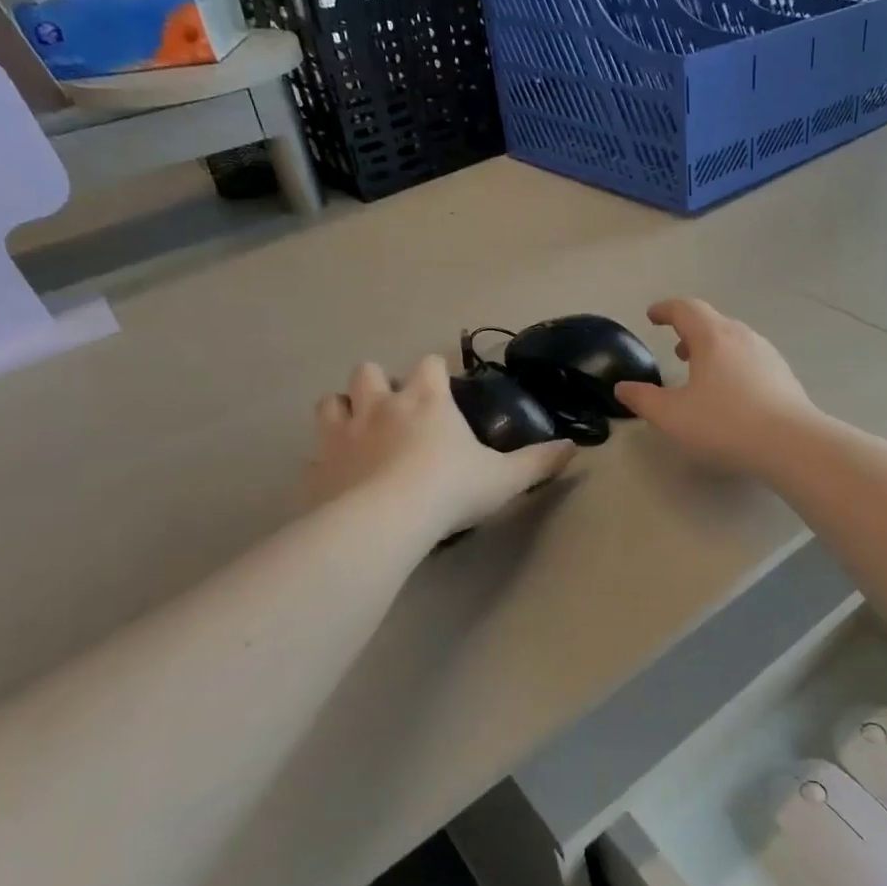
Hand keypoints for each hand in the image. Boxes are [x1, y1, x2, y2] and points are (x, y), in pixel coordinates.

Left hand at [303, 355, 573, 535]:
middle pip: (368, 371)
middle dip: (378, 383)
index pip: (429, 364)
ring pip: (330, 402)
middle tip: (393, 410)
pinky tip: (337, 478)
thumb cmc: (450, 489)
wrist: (385, 521)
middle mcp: (380, 405)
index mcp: (426, 400)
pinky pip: (313, 455)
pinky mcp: (317, 467)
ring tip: (357, 433)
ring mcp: (341, 434)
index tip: (443, 387)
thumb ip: (538, 461)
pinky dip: (325, 461)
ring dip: (343, 411)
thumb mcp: (504, 478)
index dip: (436, 371)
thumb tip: (573, 447)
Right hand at [614, 299, 818, 474]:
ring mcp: (768, 355)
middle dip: (690, 331)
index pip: (685, 309)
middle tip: (676, 348)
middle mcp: (742, 337)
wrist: (792, 443)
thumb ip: (643, 400)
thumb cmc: (725, 423)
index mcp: (713, 337)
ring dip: (713, 349)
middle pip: (713, 322)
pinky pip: (751, 359)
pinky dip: (733, 365)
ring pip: (734, 341)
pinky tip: (732, 393)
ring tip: (701, 371)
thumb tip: (623, 388)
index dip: (665, 309)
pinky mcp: (784, 376)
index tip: (652, 315)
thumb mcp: (672, 416)